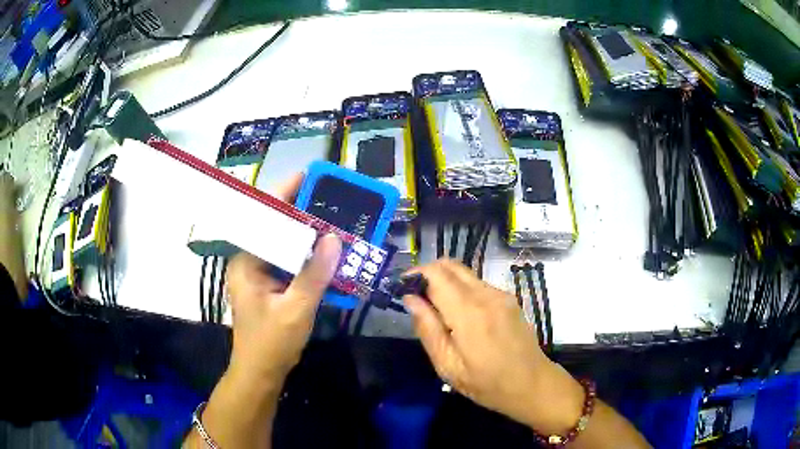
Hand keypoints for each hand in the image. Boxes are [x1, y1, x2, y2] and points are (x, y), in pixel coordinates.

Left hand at [225, 173, 341, 386]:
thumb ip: (314, 274)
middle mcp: (250, 262)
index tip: (307, 177)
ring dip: (307, 236)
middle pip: (275, 229)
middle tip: (328, 200)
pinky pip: (289, 263)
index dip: (284, 195)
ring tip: (332, 220)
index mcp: (247, 262)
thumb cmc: (271, 343)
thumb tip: (334, 239)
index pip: (264, 219)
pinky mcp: (269, 286)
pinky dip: (307, 257)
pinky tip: (327, 253)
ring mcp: (259, 275)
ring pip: (284, 246)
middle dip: (301, 214)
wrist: (261, 373)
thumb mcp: (296, 309)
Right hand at [404, 259, 584, 434]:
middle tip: (415, 295)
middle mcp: (487, 295)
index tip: (401, 287)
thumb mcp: (448, 366)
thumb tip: (410, 299)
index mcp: (469, 313)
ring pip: (464, 273)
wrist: (532, 384)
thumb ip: (428, 329)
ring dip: (444, 281)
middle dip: (428, 273)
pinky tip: (457, 313)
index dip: (415, 274)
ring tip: (434, 307)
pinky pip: (477, 284)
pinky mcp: (508, 298)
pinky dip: (460, 289)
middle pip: (451, 265)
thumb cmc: (487, 383)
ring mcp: (501, 294)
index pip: (436, 274)